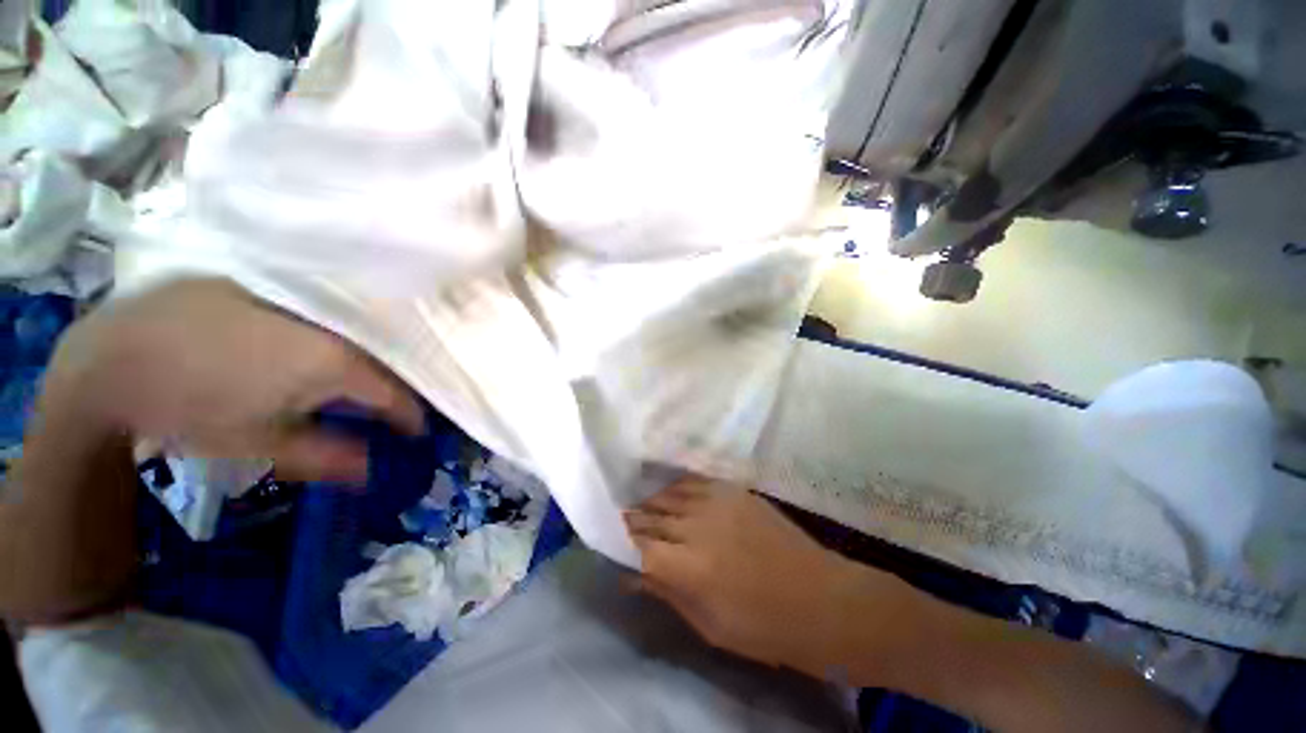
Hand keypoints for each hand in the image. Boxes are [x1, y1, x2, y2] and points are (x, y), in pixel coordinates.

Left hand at [45, 278, 423, 482]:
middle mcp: (328, 325)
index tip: (415, 433)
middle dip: (388, 390)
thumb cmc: (188, 409)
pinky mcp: (269, 288)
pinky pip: (319, 316)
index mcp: (332, 362)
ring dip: (362, 363)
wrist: (111, 357)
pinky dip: (330, 339)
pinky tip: (311, 353)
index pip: (394, 393)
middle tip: (384, 413)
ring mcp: (298, 301)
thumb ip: (326, 457)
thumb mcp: (258, 445)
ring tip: (353, 386)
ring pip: (352, 336)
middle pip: (380, 361)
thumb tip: (374, 471)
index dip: (409, 416)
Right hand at [624, 478, 910, 678]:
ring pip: (669, 494)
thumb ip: (667, 593)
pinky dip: (677, 488)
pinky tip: (671, 492)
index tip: (611, 540)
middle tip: (621, 521)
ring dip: (651, 501)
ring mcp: (717, 502)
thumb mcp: (709, 625)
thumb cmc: (764, 627)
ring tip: (642, 506)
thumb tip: (631, 576)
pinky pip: (694, 482)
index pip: (639, 545)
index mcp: (689, 566)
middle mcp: (697, 525)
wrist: (821, 598)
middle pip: (650, 515)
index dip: (622, 542)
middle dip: (632, 520)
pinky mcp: (734, 490)